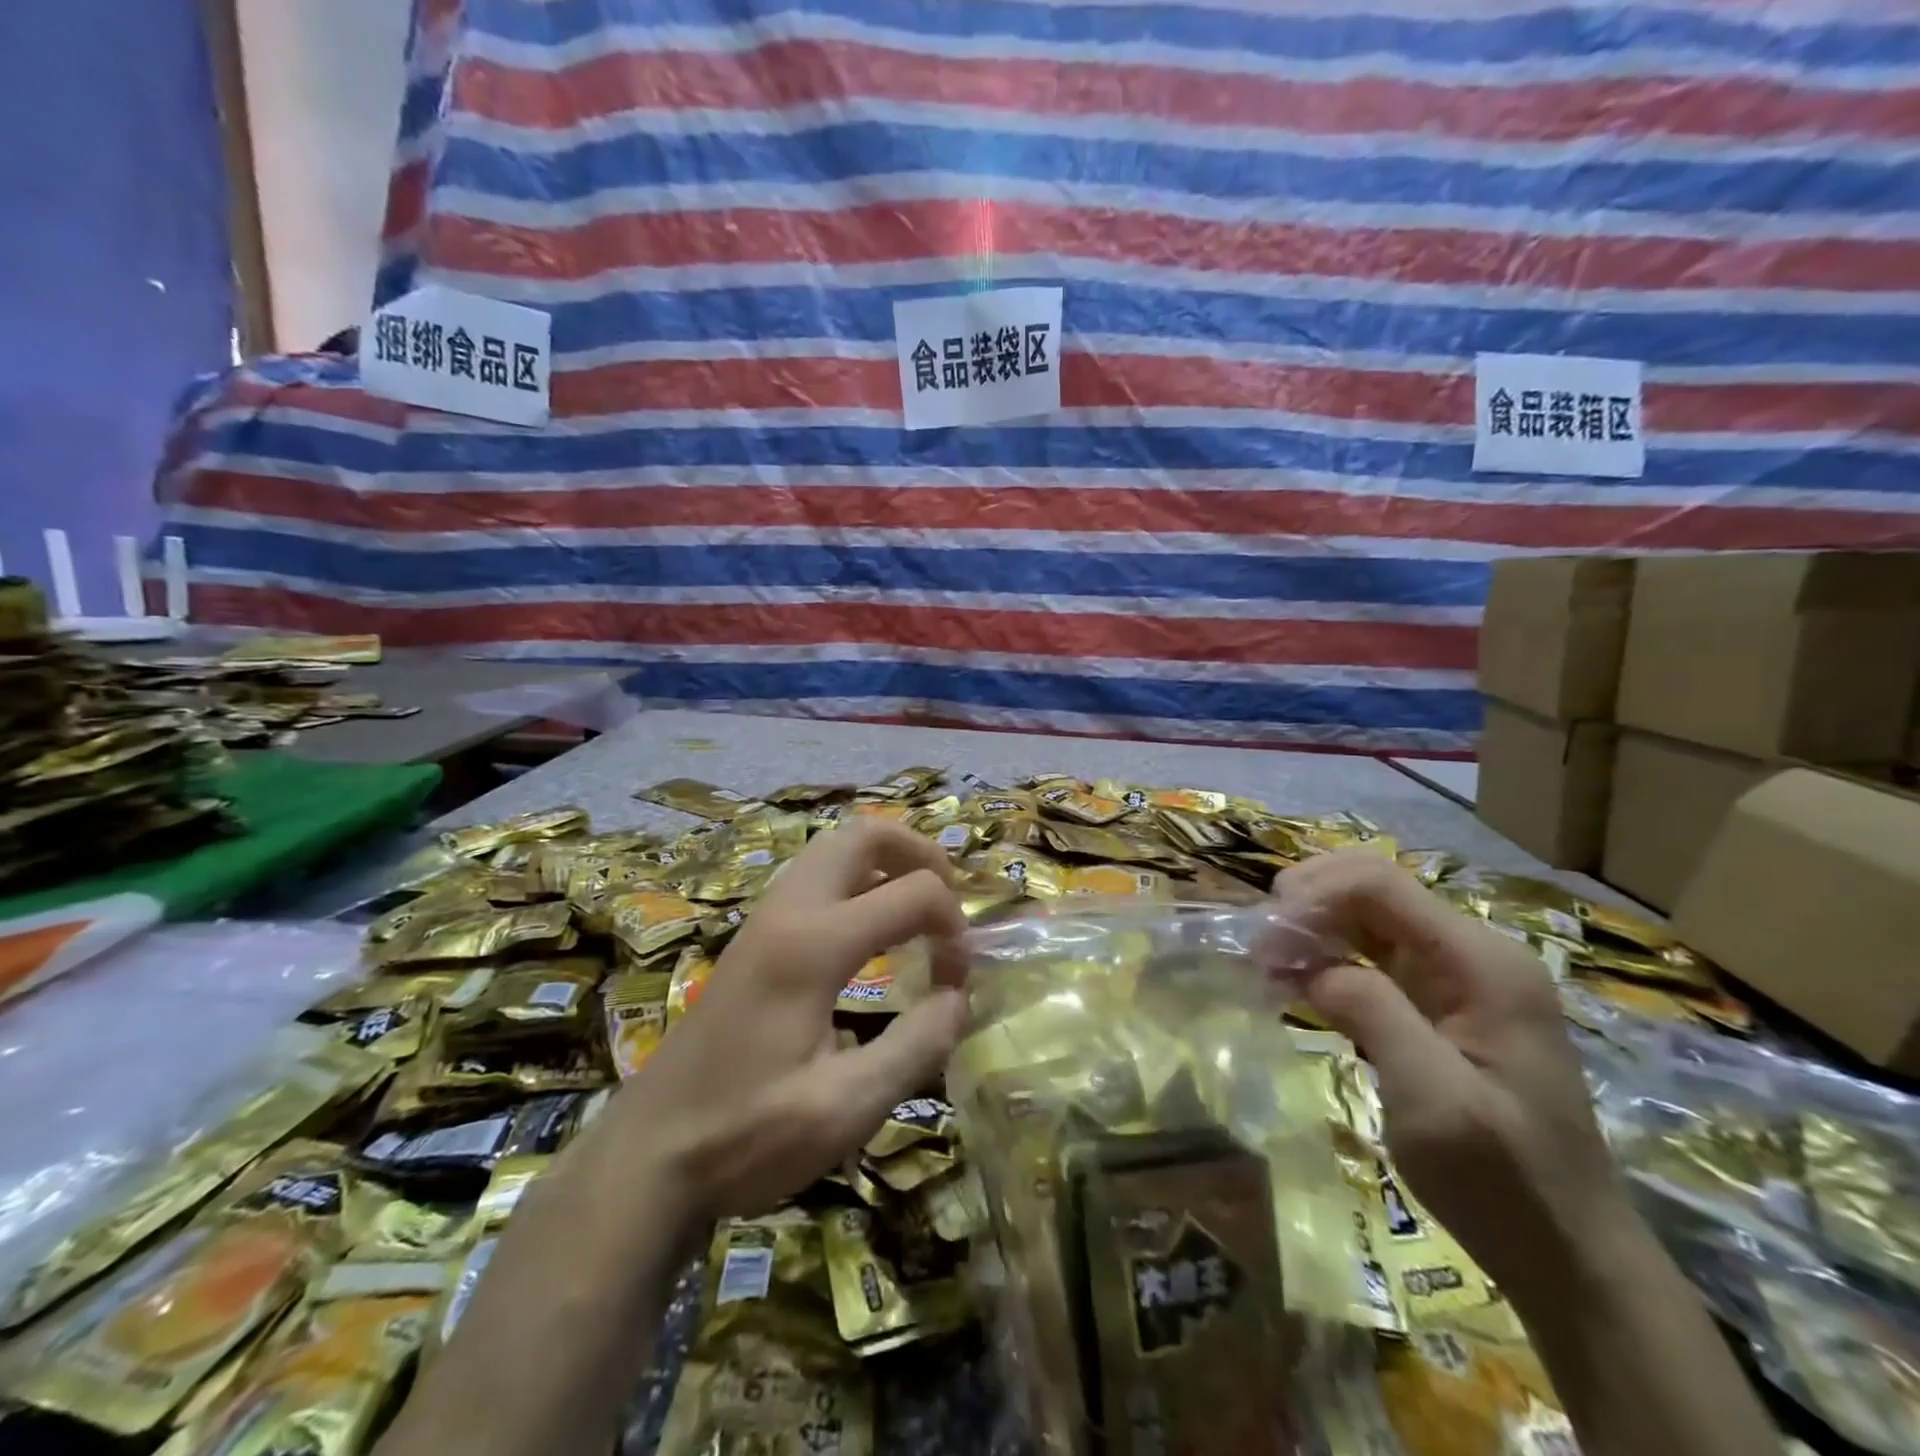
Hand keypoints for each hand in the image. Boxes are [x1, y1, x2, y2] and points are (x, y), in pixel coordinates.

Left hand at [612, 822, 969, 1222]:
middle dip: (919, 852)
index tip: (957, 979)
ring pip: (834, 847)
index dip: (953, 926)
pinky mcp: (754, 936)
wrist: (648, 1154)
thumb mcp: (845, 1108)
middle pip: (863, 833)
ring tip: (917, 911)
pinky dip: (858, 880)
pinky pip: (815, 876)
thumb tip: (958, 995)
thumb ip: (916, 1045)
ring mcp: (765, 918)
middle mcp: (788, 911)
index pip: (912, 892)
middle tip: (948, 902)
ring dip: (886, 862)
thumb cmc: (745, 1135)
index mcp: (813, 945)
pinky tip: (870, 933)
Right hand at [1268, 852, 1633, 1293]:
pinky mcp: (1439, 1003)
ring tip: (1267, 964)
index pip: (1379, 884)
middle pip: (1372, 888)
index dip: (1313, 895)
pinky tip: (1294, 981)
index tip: (1263, 937)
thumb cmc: (1503, 1181)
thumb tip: (1309, 962)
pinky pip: (1372, 955)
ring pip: (1367, 917)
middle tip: (1260, 945)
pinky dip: (1327, 958)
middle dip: (1309, 903)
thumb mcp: (1433, 1099)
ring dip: (1312, 929)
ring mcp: (1457, 977)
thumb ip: (1373, 1012)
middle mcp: (1472, 953)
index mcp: (1481, 962)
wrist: (1566, 1255)